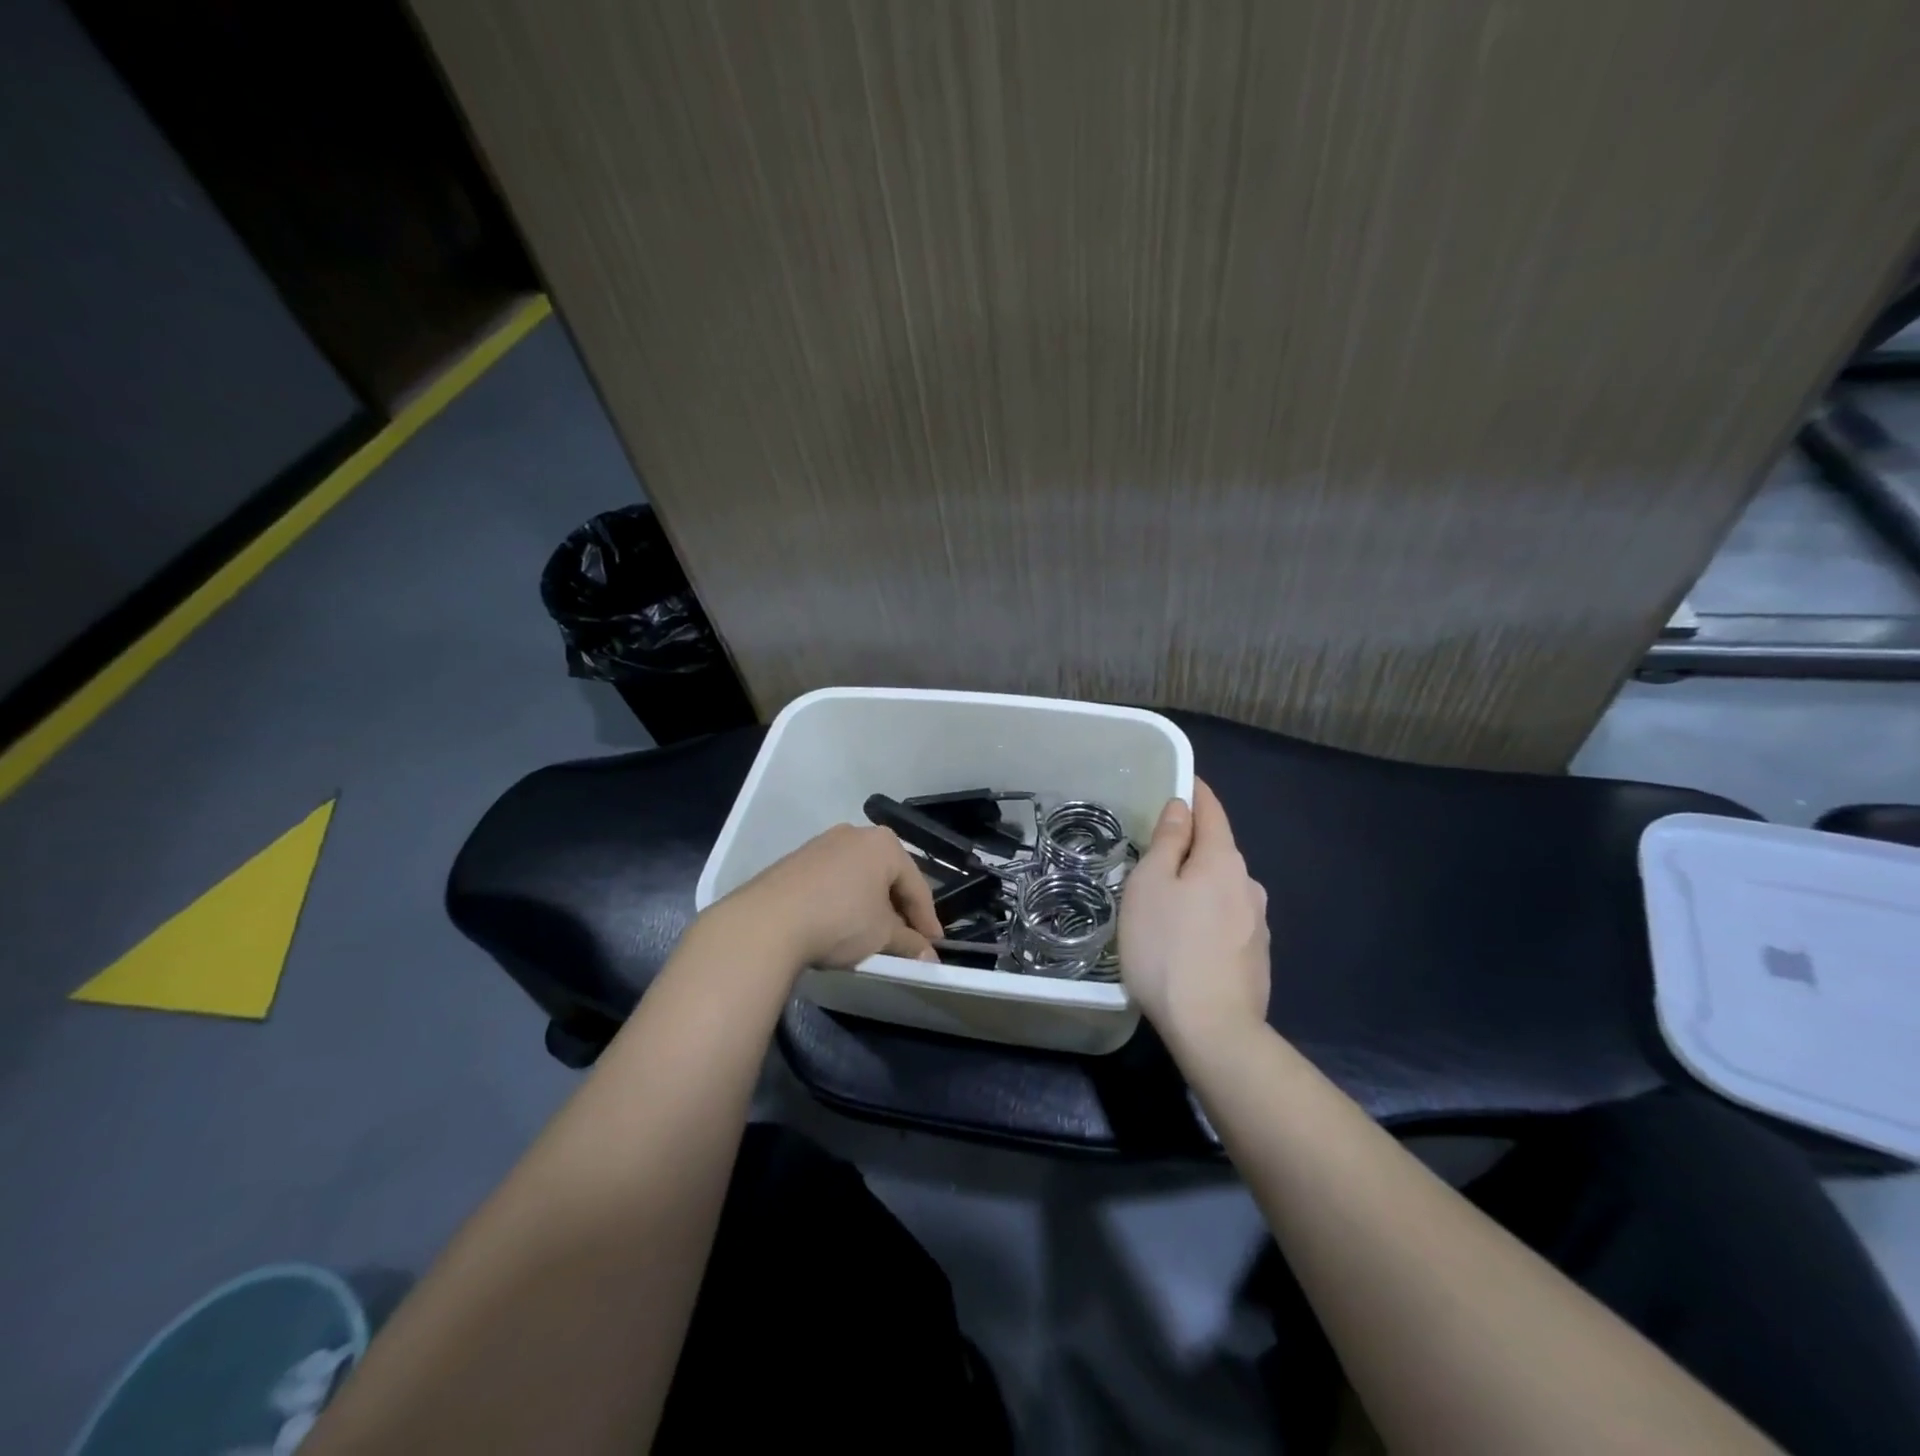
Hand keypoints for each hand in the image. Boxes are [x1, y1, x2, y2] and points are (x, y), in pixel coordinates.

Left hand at [715, 823, 943, 972]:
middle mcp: (855, 834)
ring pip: (859, 877)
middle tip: (906, 940)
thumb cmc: (839, 920)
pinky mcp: (796, 860)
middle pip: (888, 876)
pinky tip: (839, 924)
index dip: (928, 920)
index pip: (917, 885)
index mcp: (884, 844)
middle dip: (898, 909)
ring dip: (870, 905)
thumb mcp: (882, 936)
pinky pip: (833, 880)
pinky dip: (843, 901)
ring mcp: (822, 844)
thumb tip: (929, 957)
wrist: (767, 922)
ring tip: (872, 935)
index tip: (934, 947)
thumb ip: (910, 944)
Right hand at [1119, 778, 1270, 1050]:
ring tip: (1166, 907)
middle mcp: (1248, 884)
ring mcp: (1258, 924)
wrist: (1212, 1029)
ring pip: (1223, 889)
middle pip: (1217, 851)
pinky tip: (1187, 942)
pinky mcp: (1257, 957)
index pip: (1211, 810)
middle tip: (1153, 857)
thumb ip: (1167, 841)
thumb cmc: (1167, 948)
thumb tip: (1181, 808)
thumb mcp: (1150, 886)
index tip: (1180, 781)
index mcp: (1223, 860)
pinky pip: (1227, 921)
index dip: (1195, 792)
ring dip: (1199, 887)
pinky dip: (1207, 918)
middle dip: (1190, 847)